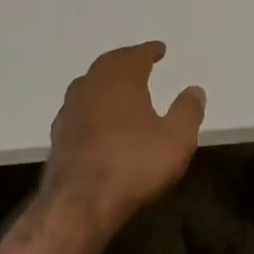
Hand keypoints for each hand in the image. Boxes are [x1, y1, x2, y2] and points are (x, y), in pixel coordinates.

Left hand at [45, 42, 204, 237]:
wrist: (79, 204)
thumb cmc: (134, 164)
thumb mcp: (176, 139)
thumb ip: (187, 111)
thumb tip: (194, 89)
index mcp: (120, 80)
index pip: (135, 55)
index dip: (149, 51)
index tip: (159, 49)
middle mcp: (91, 86)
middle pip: (108, 65)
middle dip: (125, 60)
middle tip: (139, 61)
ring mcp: (70, 110)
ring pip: (89, 84)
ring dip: (105, 81)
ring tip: (120, 87)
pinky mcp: (58, 136)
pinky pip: (79, 108)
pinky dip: (92, 105)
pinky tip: (99, 118)